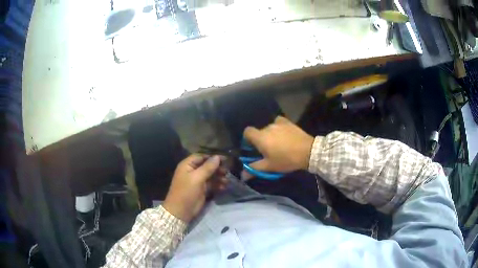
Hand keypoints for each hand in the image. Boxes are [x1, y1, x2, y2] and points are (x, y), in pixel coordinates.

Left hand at [163, 154, 226, 222]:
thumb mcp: (197, 178)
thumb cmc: (186, 192)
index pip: (201, 156)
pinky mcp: (202, 189)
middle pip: (207, 166)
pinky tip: (224, 187)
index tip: (224, 159)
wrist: (181, 211)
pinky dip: (218, 185)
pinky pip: (211, 184)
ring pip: (211, 175)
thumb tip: (217, 157)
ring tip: (227, 180)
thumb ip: (208, 167)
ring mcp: (197, 181)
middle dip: (217, 168)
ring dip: (219, 177)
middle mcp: (192, 171)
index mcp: (187, 165)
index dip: (212, 157)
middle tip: (227, 171)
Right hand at [243, 116, 313, 175]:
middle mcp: (267, 127)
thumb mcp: (269, 166)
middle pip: (259, 131)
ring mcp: (278, 123)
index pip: (247, 131)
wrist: (308, 151)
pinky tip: (284, 134)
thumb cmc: (286, 160)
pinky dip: (279, 128)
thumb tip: (242, 175)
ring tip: (279, 144)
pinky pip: (278, 123)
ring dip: (271, 135)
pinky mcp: (288, 122)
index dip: (247, 139)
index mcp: (260, 137)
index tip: (252, 147)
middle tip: (268, 150)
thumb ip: (254, 169)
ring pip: (269, 128)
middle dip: (261, 140)